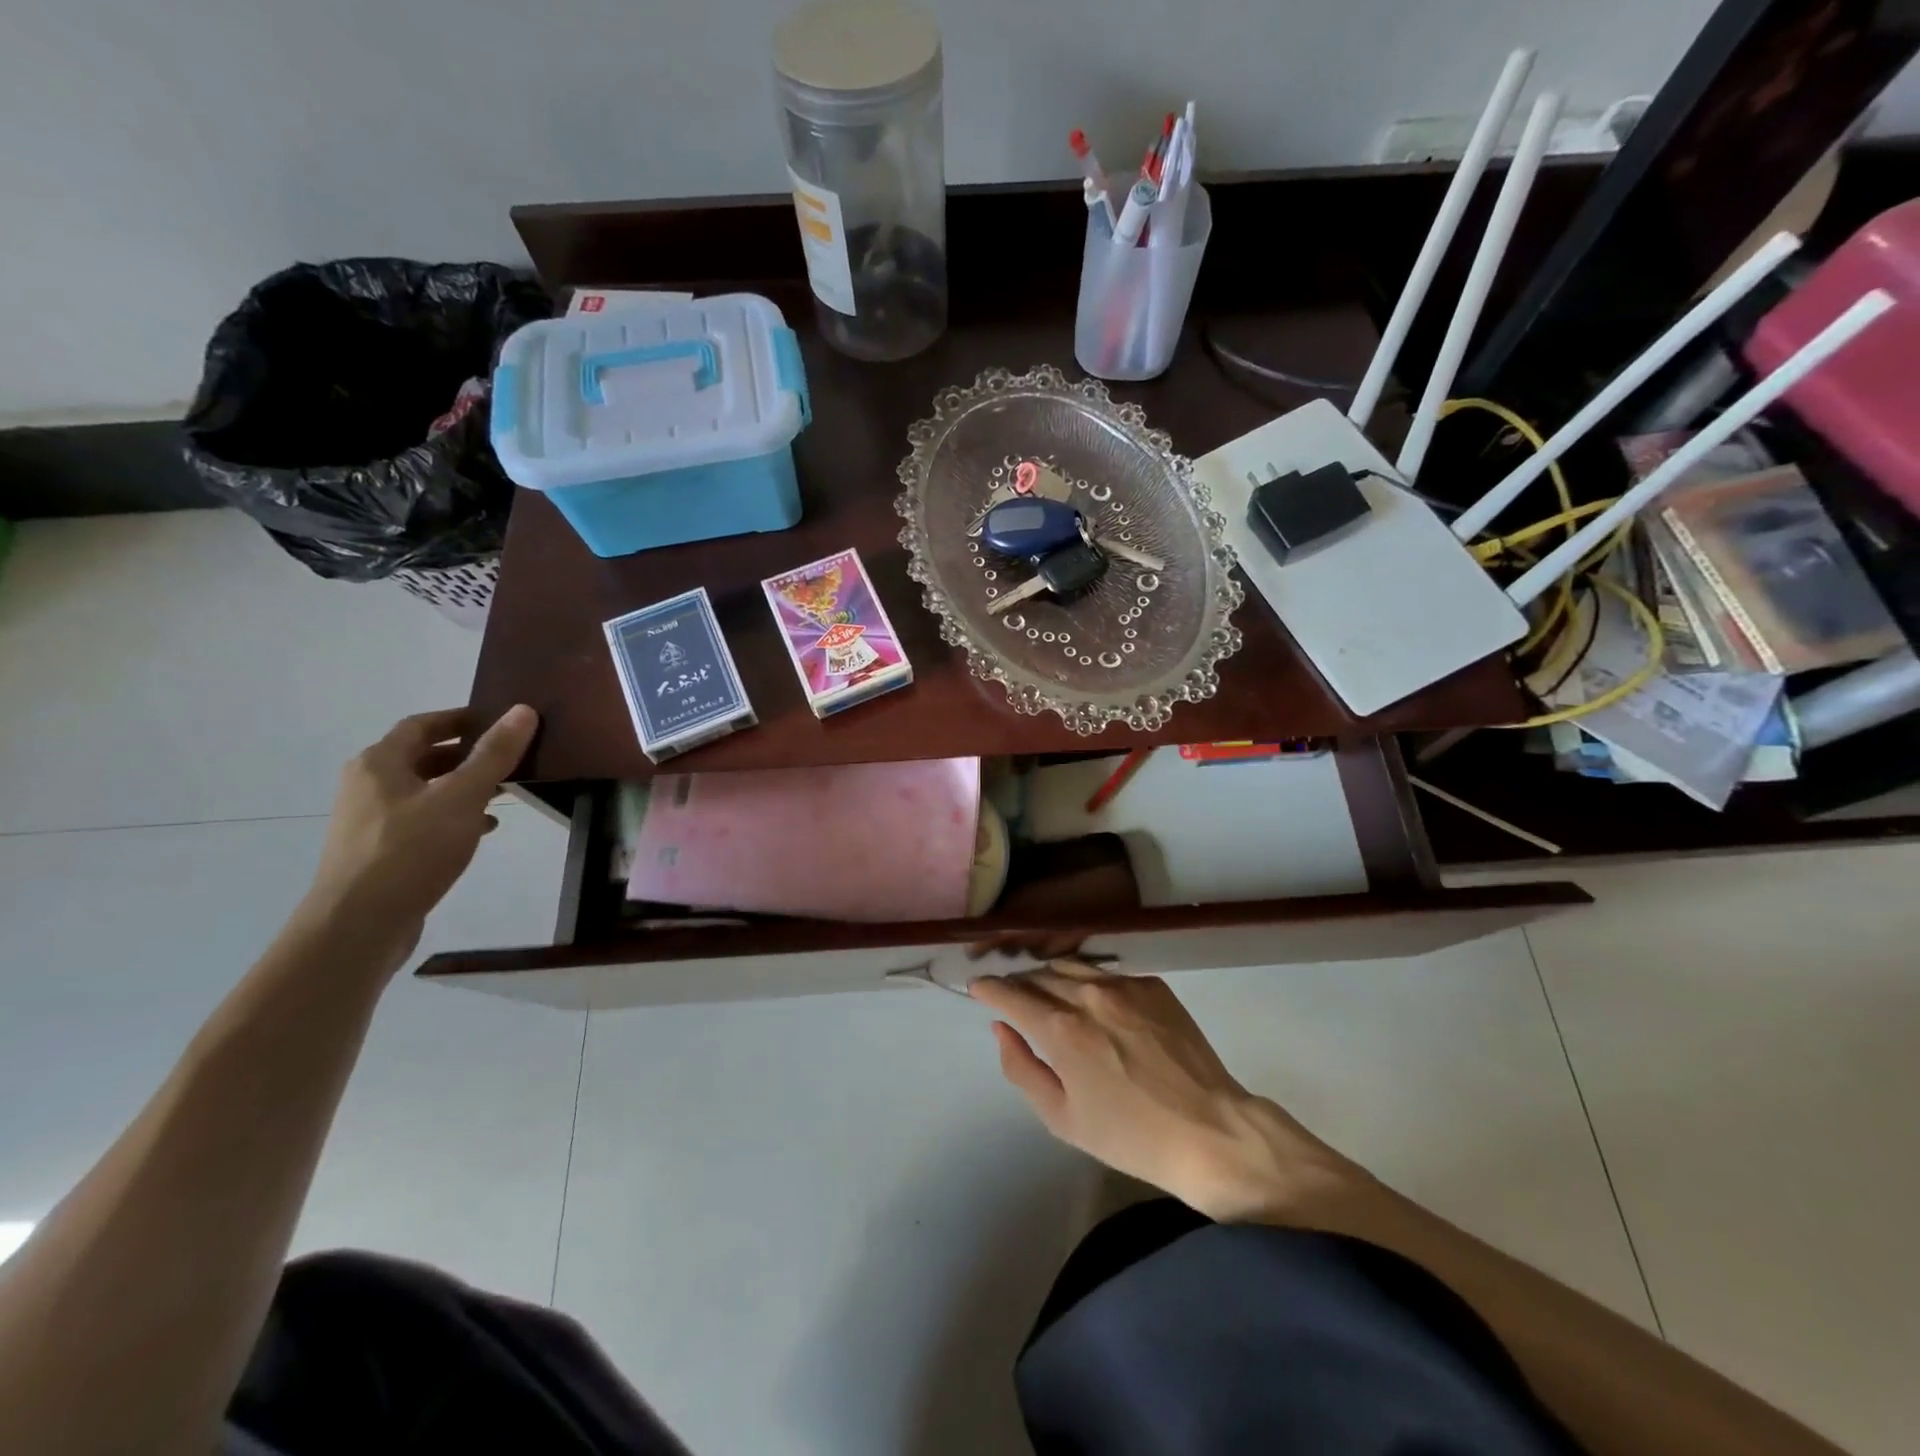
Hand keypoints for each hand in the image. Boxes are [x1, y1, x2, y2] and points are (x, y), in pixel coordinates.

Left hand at [298, 706, 538, 965]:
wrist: (359, 924)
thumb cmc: (411, 850)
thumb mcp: (462, 797)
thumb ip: (494, 754)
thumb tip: (523, 710)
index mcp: (380, 763)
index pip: (422, 725)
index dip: (461, 719)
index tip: (499, 720)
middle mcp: (368, 785)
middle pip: (422, 756)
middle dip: (466, 754)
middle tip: (509, 757)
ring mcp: (369, 820)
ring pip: (424, 790)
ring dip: (462, 786)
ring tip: (503, 793)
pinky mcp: (379, 850)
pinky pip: (421, 819)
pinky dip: (452, 815)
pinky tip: (481, 829)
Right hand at [969, 963, 1365, 1222]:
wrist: (1210, 1131)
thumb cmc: (1130, 1135)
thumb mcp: (1062, 1117)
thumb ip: (1022, 1067)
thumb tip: (1001, 1027)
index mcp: (1062, 1029)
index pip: (1011, 992)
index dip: (989, 987)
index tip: (977, 986)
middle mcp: (1088, 994)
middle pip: (1039, 974)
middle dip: (1018, 982)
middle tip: (1011, 995)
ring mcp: (1124, 985)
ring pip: (1072, 964)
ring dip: (1050, 974)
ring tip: (1046, 990)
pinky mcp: (1153, 985)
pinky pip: (1107, 972)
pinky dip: (1088, 980)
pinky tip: (1092, 999)